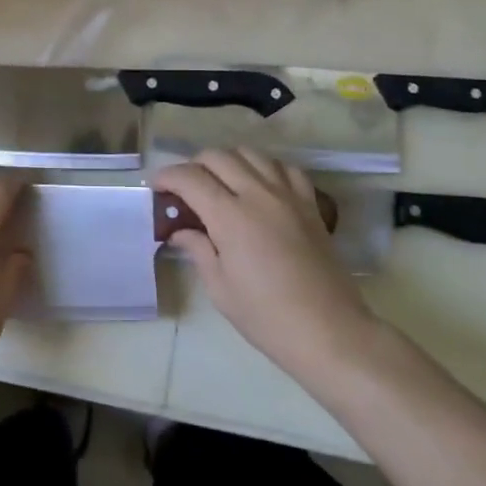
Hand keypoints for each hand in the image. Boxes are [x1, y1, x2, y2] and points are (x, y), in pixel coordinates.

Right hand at [154, 149, 377, 382]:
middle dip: (194, 165)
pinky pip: (285, 168)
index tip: (156, 186)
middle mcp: (258, 194)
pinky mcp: (310, 204)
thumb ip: (198, 249)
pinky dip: (265, 168)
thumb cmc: (266, 317)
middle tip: (184, 188)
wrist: (329, 331)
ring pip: (251, 154)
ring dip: (228, 160)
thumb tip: (179, 231)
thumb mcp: (220, 288)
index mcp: (230, 216)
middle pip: (218, 157)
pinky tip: (259, 185)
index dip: (167, 177)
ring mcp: (288, 195)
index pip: (190, 178)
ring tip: (220, 182)